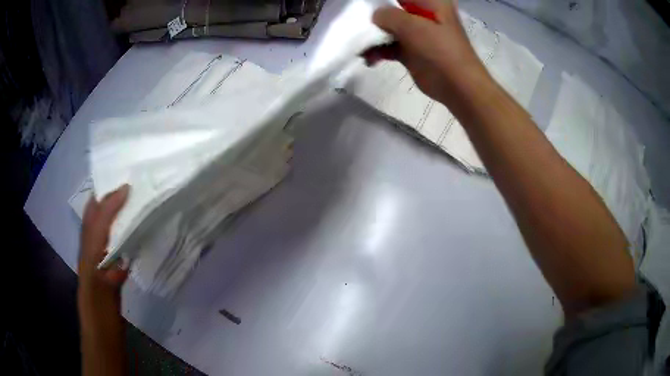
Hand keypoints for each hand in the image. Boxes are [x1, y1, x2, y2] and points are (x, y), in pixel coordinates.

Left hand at [78, 185, 130, 375]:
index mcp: (89, 255)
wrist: (101, 334)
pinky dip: (114, 231)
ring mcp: (96, 260)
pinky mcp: (104, 270)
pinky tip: (127, 233)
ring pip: (99, 229)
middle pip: (93, 218)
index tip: (127, 188)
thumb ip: (111, 274)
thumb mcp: (105, 295)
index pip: (96, 220)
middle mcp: (89, 252)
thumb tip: (123, 258)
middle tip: (123, 186)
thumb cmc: (101, 315)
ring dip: (109, 212)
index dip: (109, 202)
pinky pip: (107, 243)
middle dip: (105, 199)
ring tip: (125, 201)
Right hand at [365, 0, 490, 109]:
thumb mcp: (413, 26)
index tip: (364, 5)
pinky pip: (389, 46)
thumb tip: (375, 16)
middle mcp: (422, 14)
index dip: (382, 1)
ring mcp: (417, 33)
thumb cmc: (440, 50)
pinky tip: (368, 58)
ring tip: (360, 46)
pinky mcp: (411, 51)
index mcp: (430, 2)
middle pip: (391, 9)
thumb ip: (389, 15)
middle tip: (357, 24)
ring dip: (372, 36)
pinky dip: (378, 51)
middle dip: (373, 17)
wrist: (458, 87)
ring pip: (388, 27)